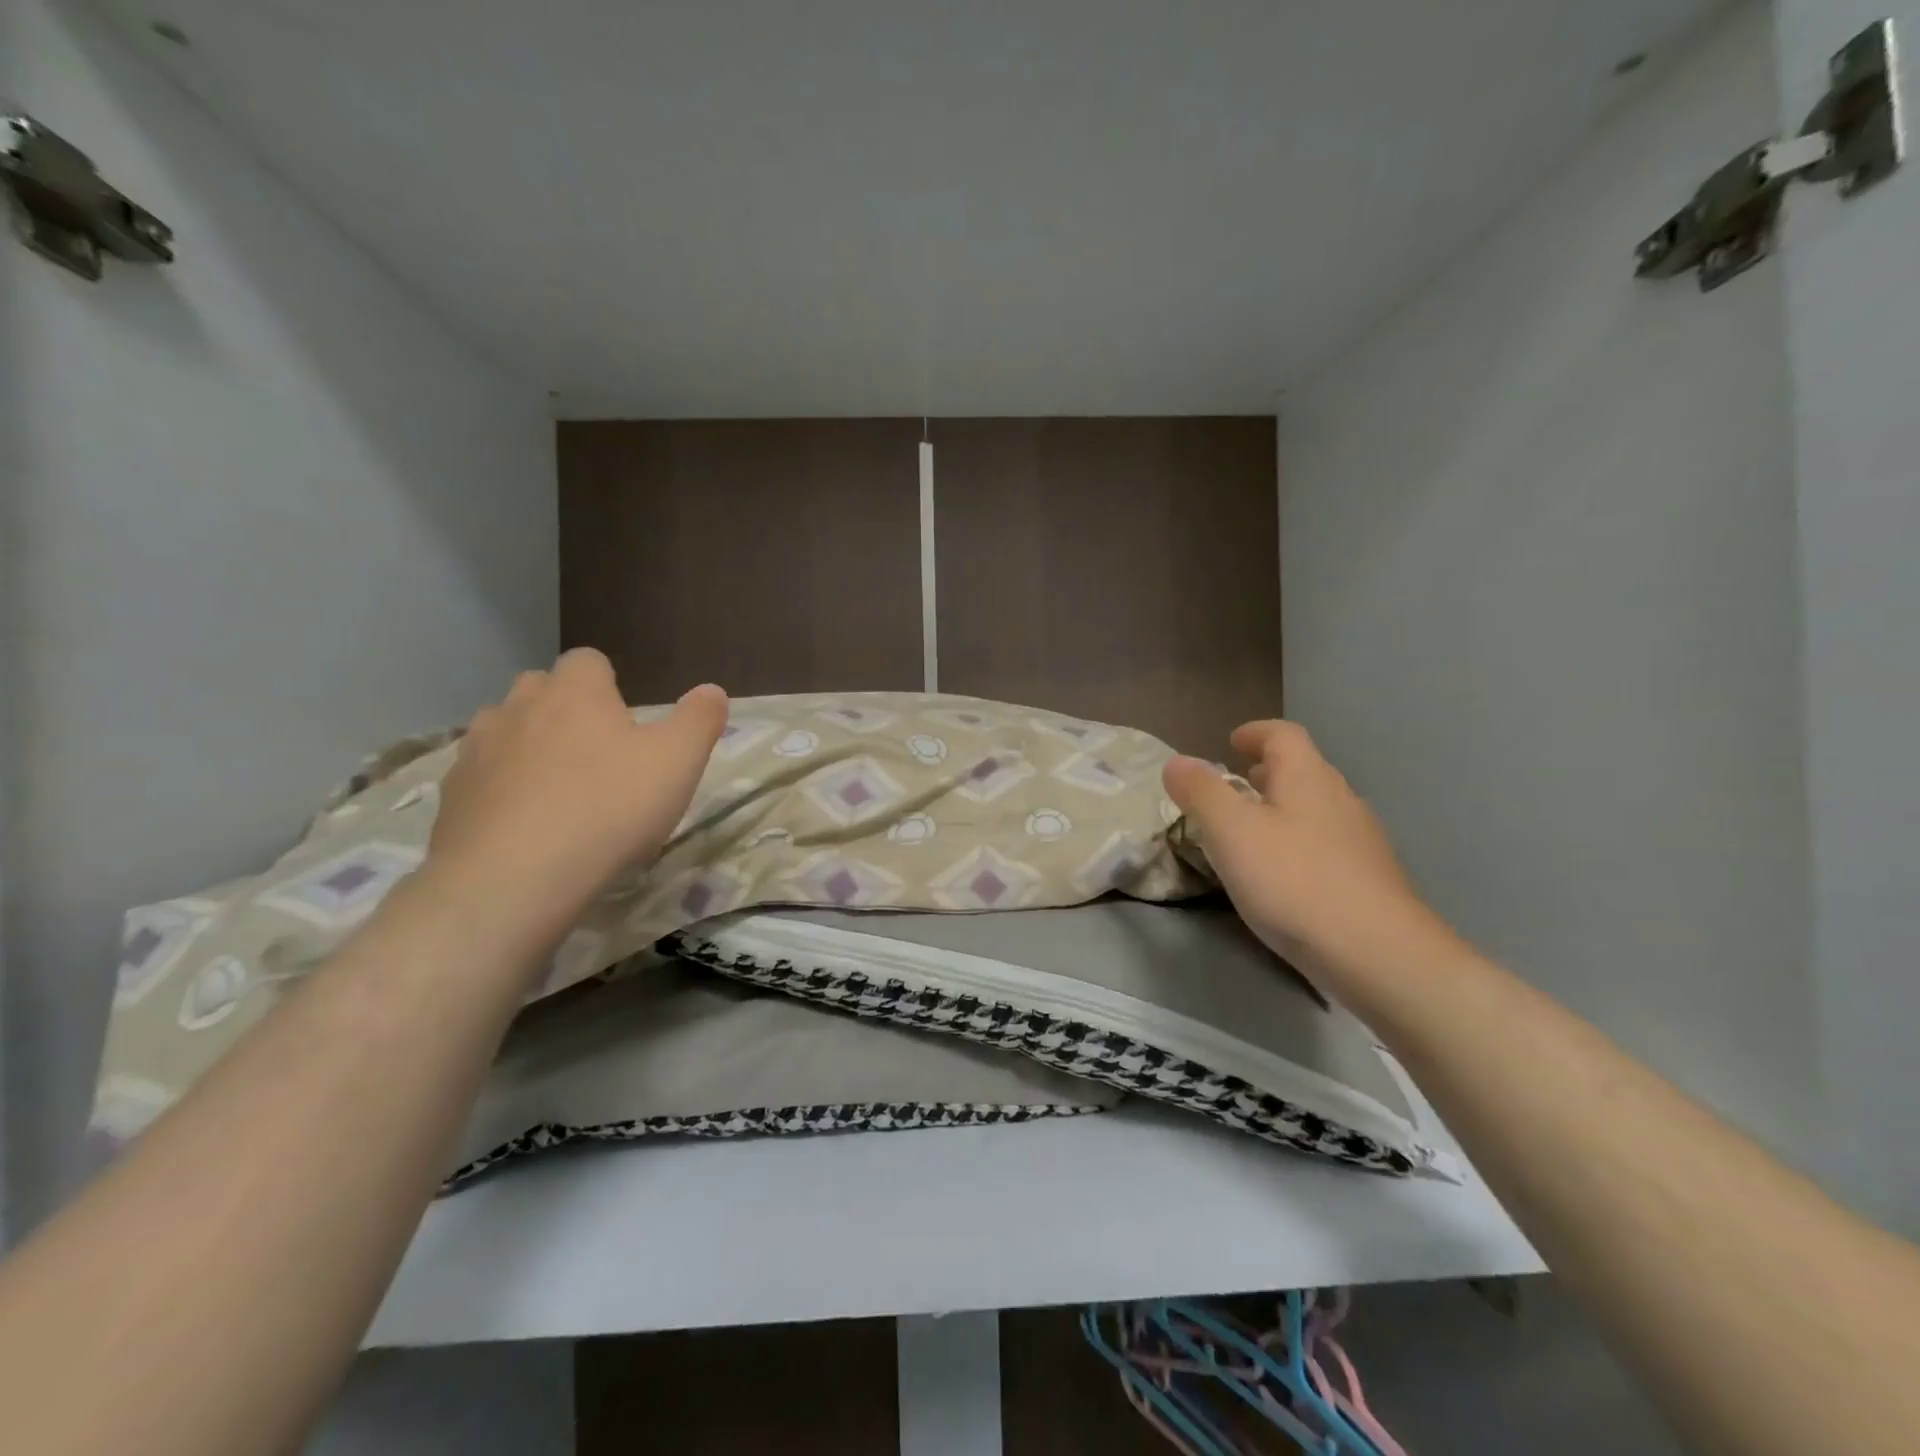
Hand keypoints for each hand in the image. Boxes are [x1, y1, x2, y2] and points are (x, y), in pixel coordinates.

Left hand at [424, 649, 726, 943]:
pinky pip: (481, 777)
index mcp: (575, 692)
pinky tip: (525, 825)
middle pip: (541, 689)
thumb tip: (712, 691)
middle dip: (565, 710)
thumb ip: (699, 720)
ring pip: (505, 730)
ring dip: (528, 746)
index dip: (608, 684)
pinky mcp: (451, 796)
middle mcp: (519, 707)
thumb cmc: (609, 808)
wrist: (513, 879)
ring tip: (557, 790)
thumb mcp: (679, 763)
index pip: (588, 661)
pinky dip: (502, 789)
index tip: (626, 721)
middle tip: (597, 754)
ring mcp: (477, 750)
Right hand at [1163, 721, 1441, 973]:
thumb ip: (1201, 792)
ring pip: (1316, 807)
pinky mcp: (1370, 878)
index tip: (1231, 742)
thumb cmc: (1294, 881)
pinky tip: (1284, 874)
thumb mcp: (1230, 832)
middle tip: (1236, 785)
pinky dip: (1299, 841)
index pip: (1283, 735)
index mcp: (1307, 778)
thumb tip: (1176, 762)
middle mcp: (1340, 798)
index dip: (1255, 733)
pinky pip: (1327, 843)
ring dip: (1284, 807)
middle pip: (1303, 769)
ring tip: (1253, 830)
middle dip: (1267, 771)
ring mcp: (1362, 840)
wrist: (1379, 954)